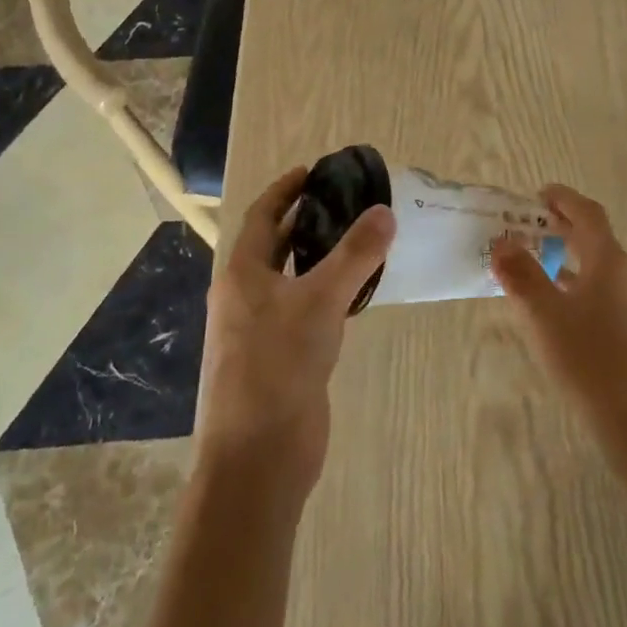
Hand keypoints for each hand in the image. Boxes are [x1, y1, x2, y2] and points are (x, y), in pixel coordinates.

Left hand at [196, 167, 395, 503]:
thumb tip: (385, 211)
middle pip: (275, 245)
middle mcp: (246, 296)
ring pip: (292, 278)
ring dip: (320, 256)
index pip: (260, 216)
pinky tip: (357, 292)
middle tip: (348, 201)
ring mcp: (261, 329)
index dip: (285, 190)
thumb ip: (355, 254)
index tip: (314, 170)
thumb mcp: (320, 300)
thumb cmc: (279, 366)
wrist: (260, 456)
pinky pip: (305, 309)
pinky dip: (327, 291)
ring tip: (360, 238)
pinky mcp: (282, 356)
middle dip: (306, 220)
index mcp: (241, 274)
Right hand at [490, 185, 626, 430]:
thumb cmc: (587, 356)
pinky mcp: (619, 326)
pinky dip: (567, 281)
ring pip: (590, 263)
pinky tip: (546, 300)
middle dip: (560, 225)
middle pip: (591, 236)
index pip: (588, 214)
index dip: (564, 199)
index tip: (537, 194)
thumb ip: (521, 275)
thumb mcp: (544, 314)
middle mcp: (619, 273)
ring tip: (528, 256)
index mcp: (606, 259)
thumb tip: (501, 243)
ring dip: (562, 253)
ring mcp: (622, 301)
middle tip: (525, 223)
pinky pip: (590, 288)